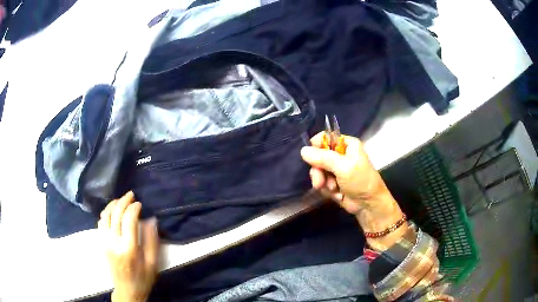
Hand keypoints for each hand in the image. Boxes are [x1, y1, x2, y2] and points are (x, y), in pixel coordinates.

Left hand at [98, 192, 158, 301]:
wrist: (127, 291)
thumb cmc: (143, 279)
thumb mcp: (153, 264)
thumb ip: (152, 241)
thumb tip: (151, 220)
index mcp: (129, 249)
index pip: (129, 220)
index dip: (134, 208)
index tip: (140, 204)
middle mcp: (114, 243)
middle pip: (116, 214)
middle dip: (123, 201)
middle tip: (131, 194)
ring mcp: (105, 242)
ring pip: (105, 216)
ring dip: (113, 205)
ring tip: (121, 200)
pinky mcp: (101, 244)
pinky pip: (100, 223)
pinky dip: (106, 213)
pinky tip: (112, 211)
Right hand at [300, 132, 406, 250]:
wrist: (368, 205)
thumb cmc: (361, 181)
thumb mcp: (343, 167)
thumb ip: (323, 158)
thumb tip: (303, 150)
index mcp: (347, 144)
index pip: (325, 138)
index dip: (316, 147)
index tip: (310, 158)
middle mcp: (341, 154)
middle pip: (318, 156)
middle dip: (319, 171)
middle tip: (320, 182)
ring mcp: (336, 169)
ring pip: (318, 171)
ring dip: (323, 182)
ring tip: (333, 189)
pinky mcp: (333, 182)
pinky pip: (321, 182)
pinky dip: (327, 189)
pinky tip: (336, 194)